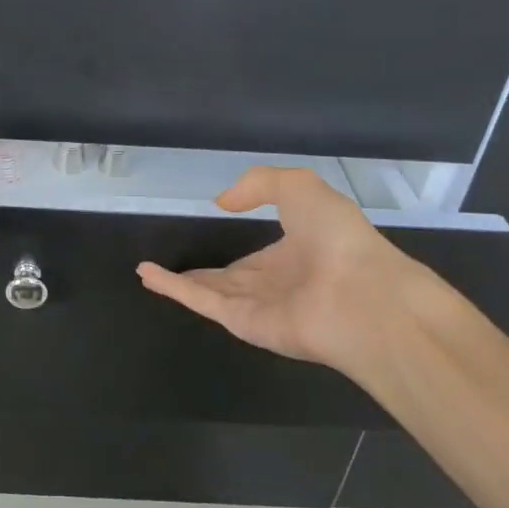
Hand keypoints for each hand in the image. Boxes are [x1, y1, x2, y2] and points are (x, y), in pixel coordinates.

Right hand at [136, 166, 450, 374]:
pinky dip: (172, 288)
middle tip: (172, 264)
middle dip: (204, 273)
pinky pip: (202, 302)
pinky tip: (146, 275)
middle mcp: (277, 282)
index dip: (235, 246)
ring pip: (210, 291)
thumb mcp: (301, 187)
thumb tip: (222, 202)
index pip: (259, 255)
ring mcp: (259, 306)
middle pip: (231, 279)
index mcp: (297, 252)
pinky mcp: (243, 323)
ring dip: (178, 282)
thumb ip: (259, 184)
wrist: (362, 295)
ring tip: (146, 272)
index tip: (212, 242)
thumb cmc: (338, 237)